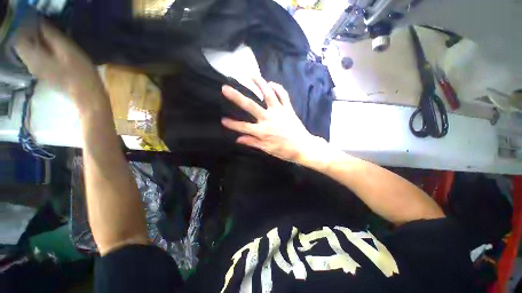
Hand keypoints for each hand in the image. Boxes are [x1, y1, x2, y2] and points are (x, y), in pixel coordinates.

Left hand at [15, 21, 105, 110]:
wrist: (87, 95)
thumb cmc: (80, 73)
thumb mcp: (68, 50)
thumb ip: (52, 35)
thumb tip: (42, 23)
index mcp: (34, 56)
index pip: (21, 36)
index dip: (30, 26)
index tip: (43, 23)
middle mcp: (30, 63)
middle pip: (24, 44)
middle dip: (34, 34)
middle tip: (49, 30)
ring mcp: (37, 70)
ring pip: (31, 51)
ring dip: (39, 42)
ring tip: (53, 39)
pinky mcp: (44, 74)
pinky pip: (37, 58)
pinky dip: (43, 51)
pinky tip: (55, 51)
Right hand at [222, 78, 326, 163]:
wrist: (303, 147)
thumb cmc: (284, 150)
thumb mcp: (267, 149)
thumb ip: (253, 142)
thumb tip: (238, 139)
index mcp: (262, 131)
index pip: (243, 127)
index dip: (232, 124)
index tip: (223, 120)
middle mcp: (268, 119)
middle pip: (250, 106)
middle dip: (236, 97)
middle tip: (225, 88)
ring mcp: (279, 111)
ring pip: (268, 94)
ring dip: (259, 84)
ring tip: (251, 76)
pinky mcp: (288, 108)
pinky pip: (283, 95)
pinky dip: (277, 87)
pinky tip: (271, 83)